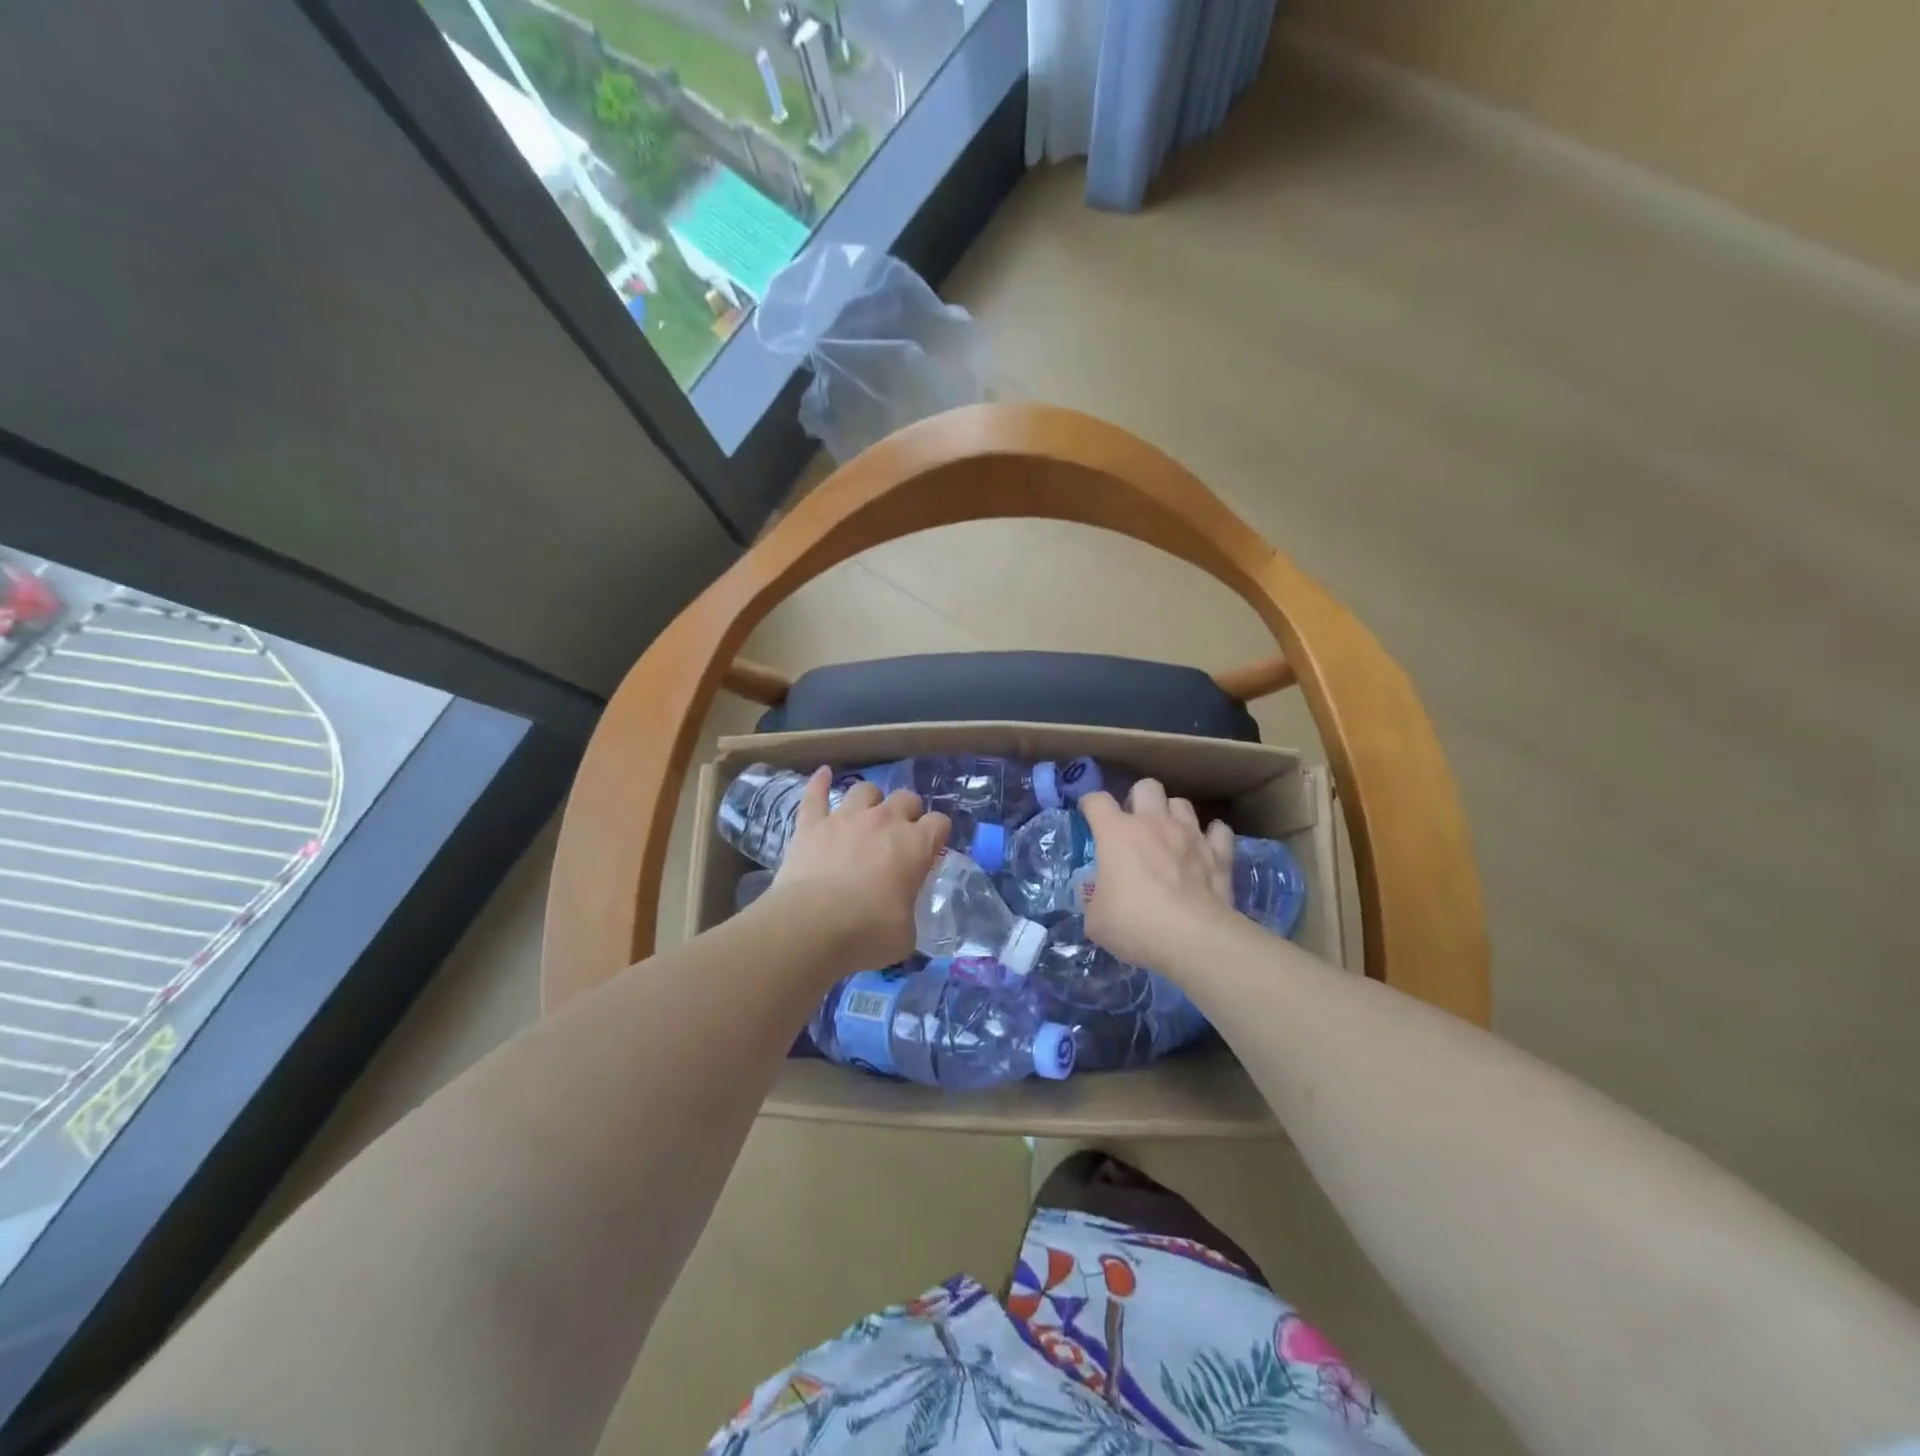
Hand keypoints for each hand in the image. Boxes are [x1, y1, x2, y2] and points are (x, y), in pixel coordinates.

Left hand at [767, 768, 949, 971]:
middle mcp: (885, 821)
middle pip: (906, 798)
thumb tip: (901, 912)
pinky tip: (823, 773)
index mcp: (916, 845)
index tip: (932, 849)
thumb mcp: (906, 934)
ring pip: (865, 790)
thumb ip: (908, 911)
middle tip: (900, 834)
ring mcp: (846, 818)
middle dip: (907, 812)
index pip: (939, 823)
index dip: (937, 834)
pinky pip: (815, 793)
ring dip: (870, 800)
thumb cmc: (867, 933)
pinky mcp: (811, 824)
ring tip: (866, 815)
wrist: (811, 926)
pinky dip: (819, 782)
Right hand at [1078, 779, 1235, 970]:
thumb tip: (1096, 899)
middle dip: (1138, 799)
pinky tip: (1206, 848)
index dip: (1090, 805)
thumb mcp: (1096, 920)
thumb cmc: (1134, 924)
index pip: (1097, 801)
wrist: (1192, 939)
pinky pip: (1219, 831)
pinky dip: (1212, 837)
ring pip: (1182, 803)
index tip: (1088, 816)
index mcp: (1116, 833)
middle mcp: (1154, 823)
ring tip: (1169, 835)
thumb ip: (1093, 901)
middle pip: (1146, 787)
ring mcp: (1190, 835)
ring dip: (1173, 814)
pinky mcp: (1219, 854)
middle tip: (1134, 825)